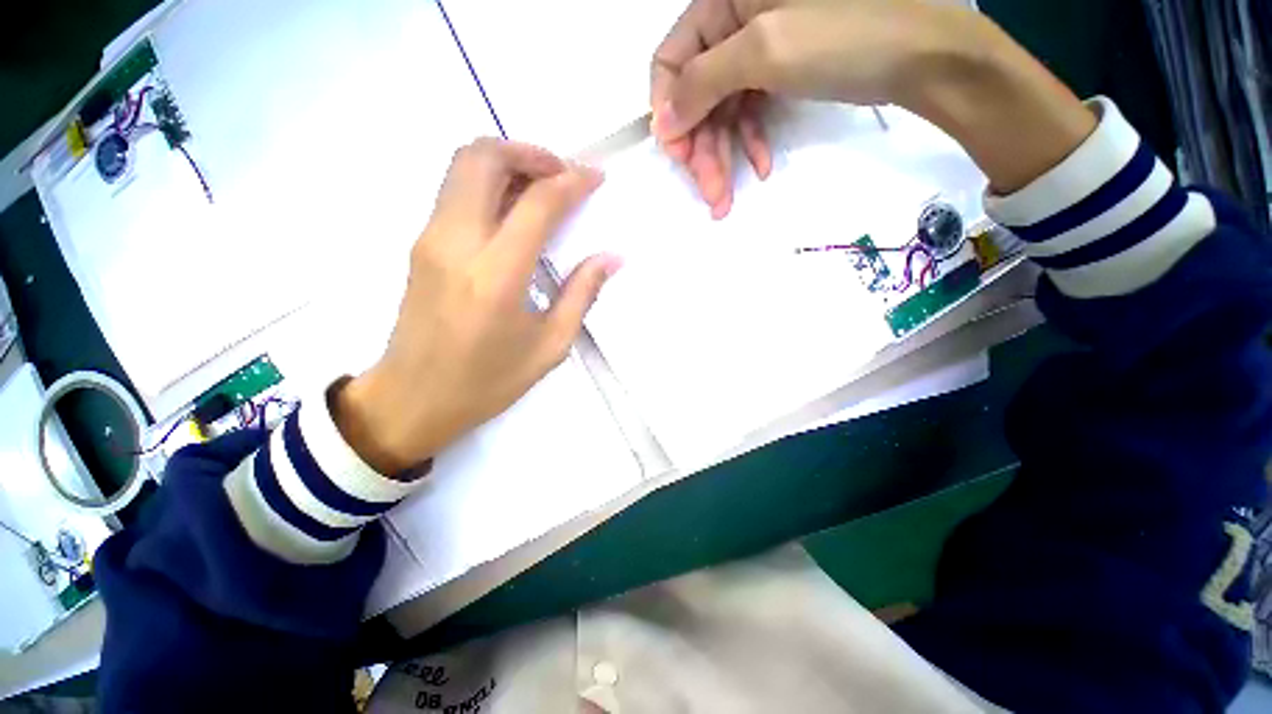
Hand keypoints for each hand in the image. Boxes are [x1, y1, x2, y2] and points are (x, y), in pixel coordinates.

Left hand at [332, 139, 620, 474]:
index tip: (595, 177)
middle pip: (484, 157)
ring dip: (507, 162)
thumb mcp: (549, 346)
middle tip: (562, 174)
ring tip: (542, 188)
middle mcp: (457, 242)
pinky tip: (515, 210)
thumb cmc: (487, 381)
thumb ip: (582, 294)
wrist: (413, 398)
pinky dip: (488, 181)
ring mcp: (430, 238)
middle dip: (530, 152)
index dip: (571, 181)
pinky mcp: (420, 243)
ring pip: (463, 165)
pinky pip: (455, 189)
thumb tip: (611, 258)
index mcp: (497, 276)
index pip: (537, 203)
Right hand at [651, 0, 961, 217]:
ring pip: (723, 111)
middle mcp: (734, 23)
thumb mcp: (764, 50)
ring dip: (724, 157)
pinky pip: (750, 113)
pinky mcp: (779, 73)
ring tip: (726, 198)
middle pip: (698, 95)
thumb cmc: (845, 36)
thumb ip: (702, 82)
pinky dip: (751, 142)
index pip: (671, 61)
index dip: (669, 111)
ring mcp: (758, 51)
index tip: (678, 156)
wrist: (922, 55)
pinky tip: (760, 167)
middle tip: (710, 194)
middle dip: (702, 149)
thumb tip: (660, 122)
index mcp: (724, 0)